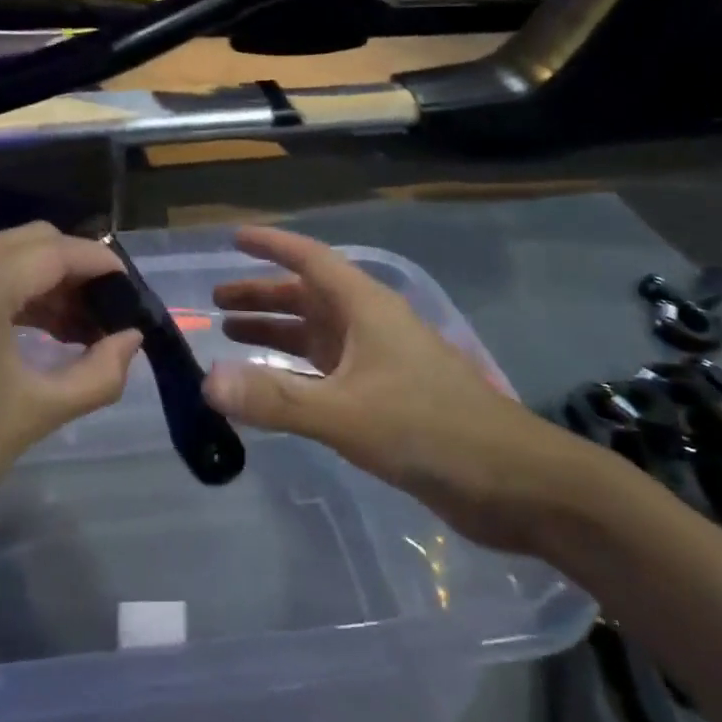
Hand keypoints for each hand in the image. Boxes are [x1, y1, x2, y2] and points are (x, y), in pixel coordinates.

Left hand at [0, 223, 140, 565]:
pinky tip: (43, 333)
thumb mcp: (34, 412)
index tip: (137, 299)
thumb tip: (132, 341)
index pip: (60, 251)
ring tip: (83, 332)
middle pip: (35, 242)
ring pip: (8, 256)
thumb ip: (97, 372)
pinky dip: (17, 293)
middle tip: (109, 318)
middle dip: (78, 272)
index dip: (105, 268)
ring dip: (49, 282)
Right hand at [202, 228, 613, 555]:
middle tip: (215, 302)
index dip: (273, 246)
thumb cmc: (431, 430)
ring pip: (317, 335)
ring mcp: (380, 363)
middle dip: (263, 295)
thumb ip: (276, 397)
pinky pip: (327, 372)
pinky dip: (295, 371)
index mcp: (367, 309)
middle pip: (308, 297)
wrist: (513, 482)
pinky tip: (272, 386)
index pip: (311, 260)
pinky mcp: (385, 399)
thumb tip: (208, 381)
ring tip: (230, 335)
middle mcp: (371, 326)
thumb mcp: (347, 413)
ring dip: (276, 332)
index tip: (234, 238)